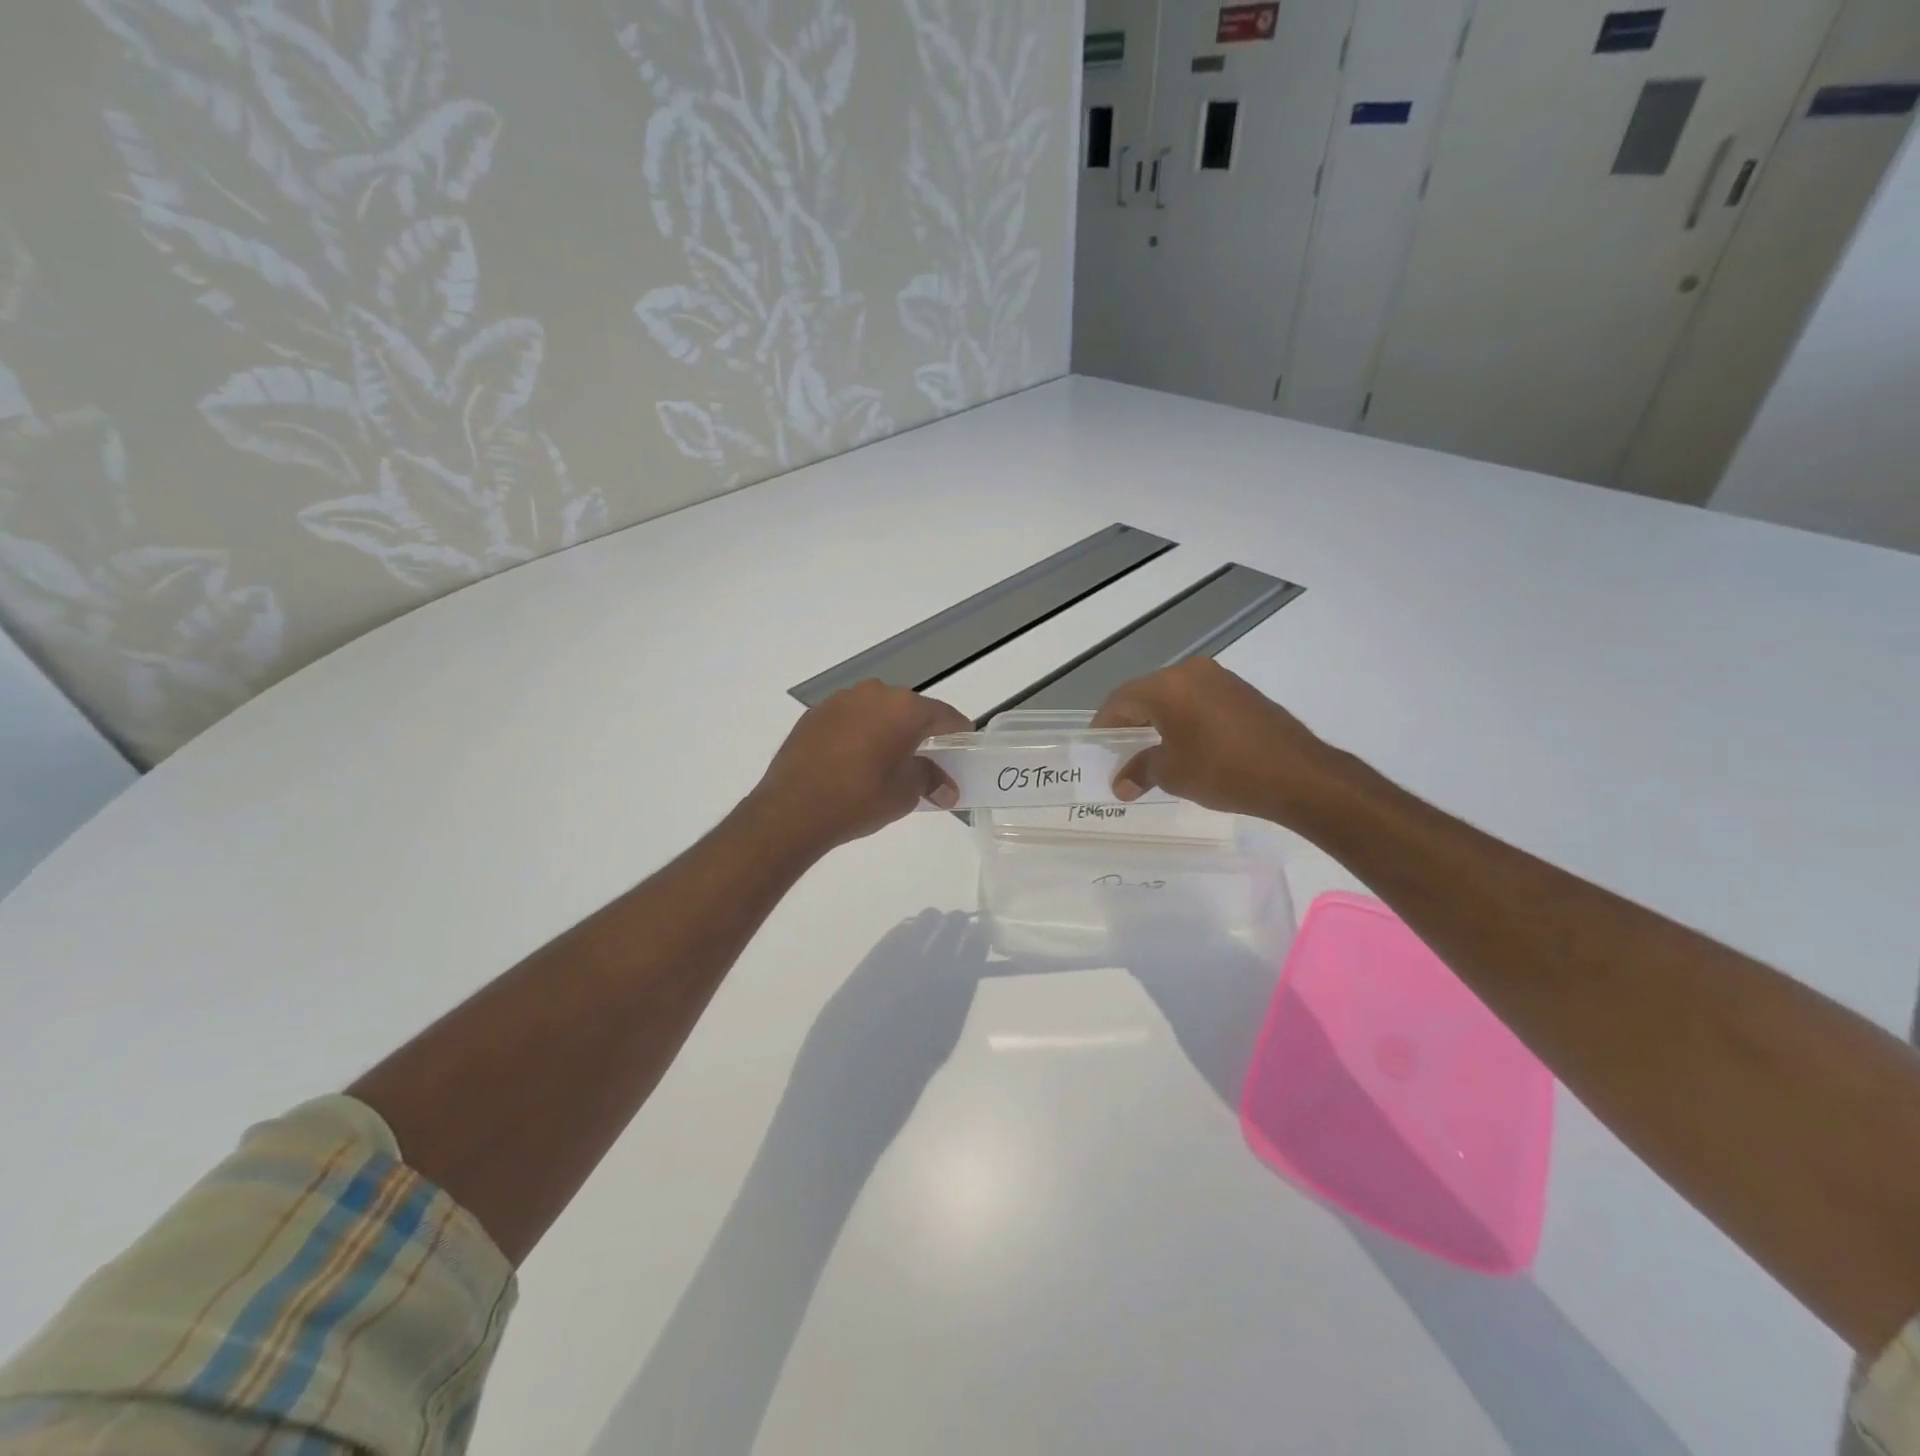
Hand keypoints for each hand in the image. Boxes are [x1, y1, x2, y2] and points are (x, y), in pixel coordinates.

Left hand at [750, 680, 970, 850]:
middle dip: (920, 729)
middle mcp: (875, 694)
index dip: (958, 730)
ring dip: (886, 728)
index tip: (964, 743)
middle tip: (926, 756)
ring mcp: (841, 700)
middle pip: (909, 708)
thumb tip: (947, 788)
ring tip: (886, 757)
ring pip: (876, 710)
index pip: (943, 715)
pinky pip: (849, 718)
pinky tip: (854, 758)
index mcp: (905, 709)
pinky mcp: (815, 713)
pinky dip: (859, 732)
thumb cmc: (860, 799)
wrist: (793, 809)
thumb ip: (930, 780)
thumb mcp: (905, 793)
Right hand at [1091, 657, 1342, 824]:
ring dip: (1159, 721)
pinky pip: (1199, 700)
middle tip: (1121, 751)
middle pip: (1146, 694)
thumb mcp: (1173, 774)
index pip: (1120, 700)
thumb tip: (1120, 784)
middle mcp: (1190, 672)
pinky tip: (1187, 745)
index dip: (1104, 724)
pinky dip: (1184, 718)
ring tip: (1153, 751)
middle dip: (1130, 723)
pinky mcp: (1241, 691)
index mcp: (1166, 686)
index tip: (1097, 747)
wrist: (1297, 774)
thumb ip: (1140, 771)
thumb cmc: (1223, 771)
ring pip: (1174, 696)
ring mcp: (1219, 678)